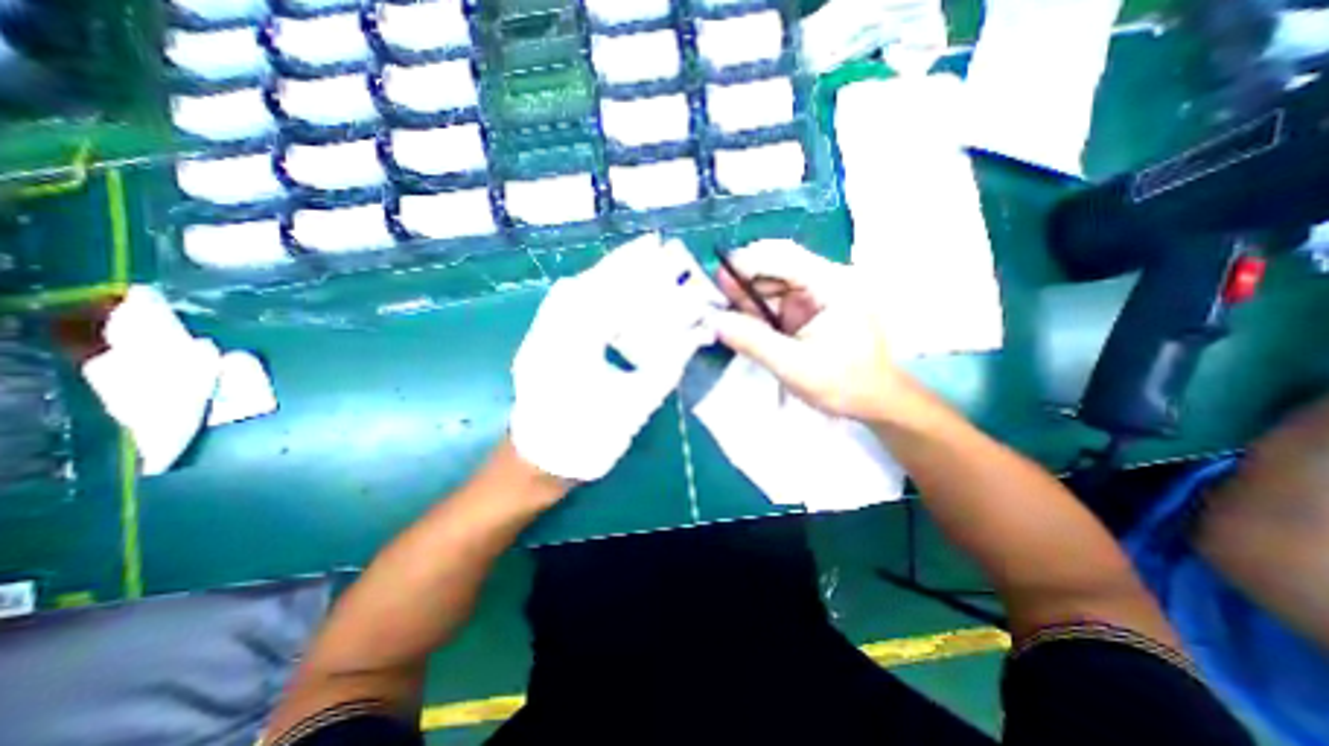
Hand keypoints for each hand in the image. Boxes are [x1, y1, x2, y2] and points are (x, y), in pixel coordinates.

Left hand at [511, 232, 717, 482]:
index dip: (635, 267)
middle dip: (620, 263)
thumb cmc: (587, 442)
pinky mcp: (538, 342)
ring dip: (604, 274)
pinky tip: (606, 288)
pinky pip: (563, 307)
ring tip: (634, 262)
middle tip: (651, 247)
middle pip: (588, 283)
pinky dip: (589, 291)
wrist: (539, 463)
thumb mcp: (636, 406)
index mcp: (571, 348)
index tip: (658, 246)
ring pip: (572, 291)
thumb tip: (695, 336)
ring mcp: (537, 335)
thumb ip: (667, 367)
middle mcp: (547, 332)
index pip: (608, 294)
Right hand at [718, 237, 932, 424]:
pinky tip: (739, 320)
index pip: (784, 257)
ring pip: (773, 283)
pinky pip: (776, 301)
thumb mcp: (794, 366)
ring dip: (746, 295)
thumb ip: (753, 342)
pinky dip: (756, 309)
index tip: (717, 277)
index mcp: (832, 285)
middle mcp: (825, 280)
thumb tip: (714, 322)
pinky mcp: (809, 309)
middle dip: (743, 279)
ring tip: (721, 311)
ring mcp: (817, 294)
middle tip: (713, 298)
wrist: (876, 401)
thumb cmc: (844, 384)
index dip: (748, 262)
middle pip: (776, 265)